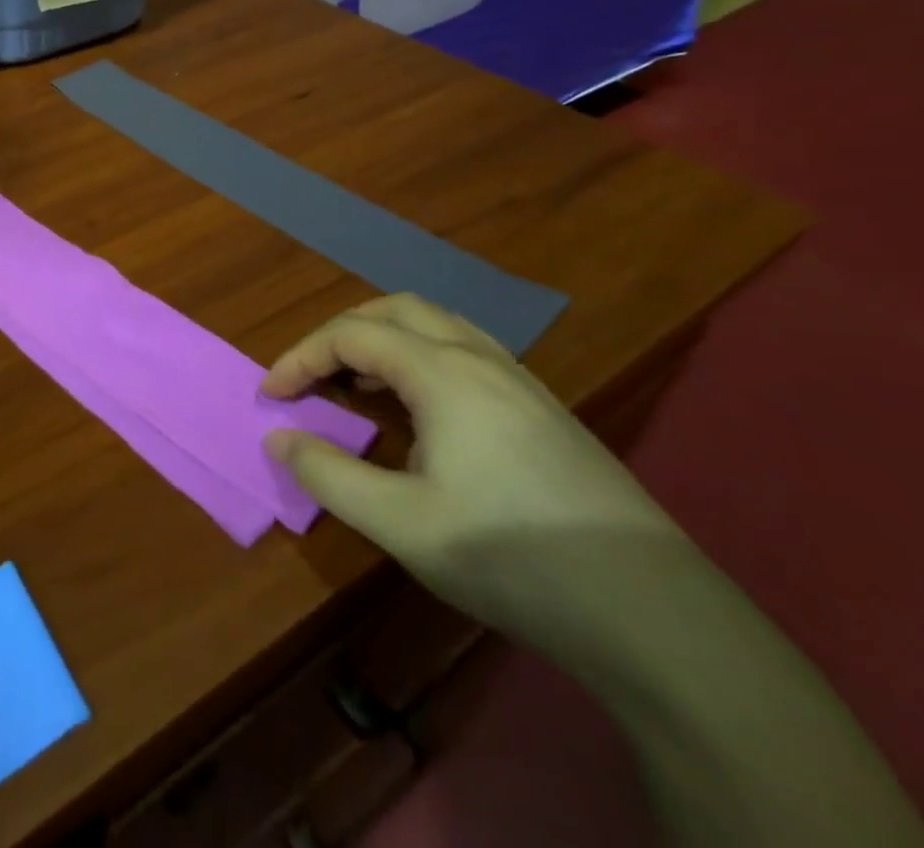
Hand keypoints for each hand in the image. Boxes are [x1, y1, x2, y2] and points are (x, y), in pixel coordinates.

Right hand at [261, 294, 692, 651]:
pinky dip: (423, 356)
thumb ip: (329, 474)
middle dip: (342, 331)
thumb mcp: (401, 523)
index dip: (300, 357)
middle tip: (312, 373)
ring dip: (386, 338)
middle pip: (396, 309)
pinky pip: (467, 351)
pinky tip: (424, 408)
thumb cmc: (512, 558)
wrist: (653, 614)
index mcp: (443, 373)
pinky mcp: (546, 409)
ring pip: (438, 325)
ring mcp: (521, 381)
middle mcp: (481, 359)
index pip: (351, 334)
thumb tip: (277, 438)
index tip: (271, 396)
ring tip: (359, 381)